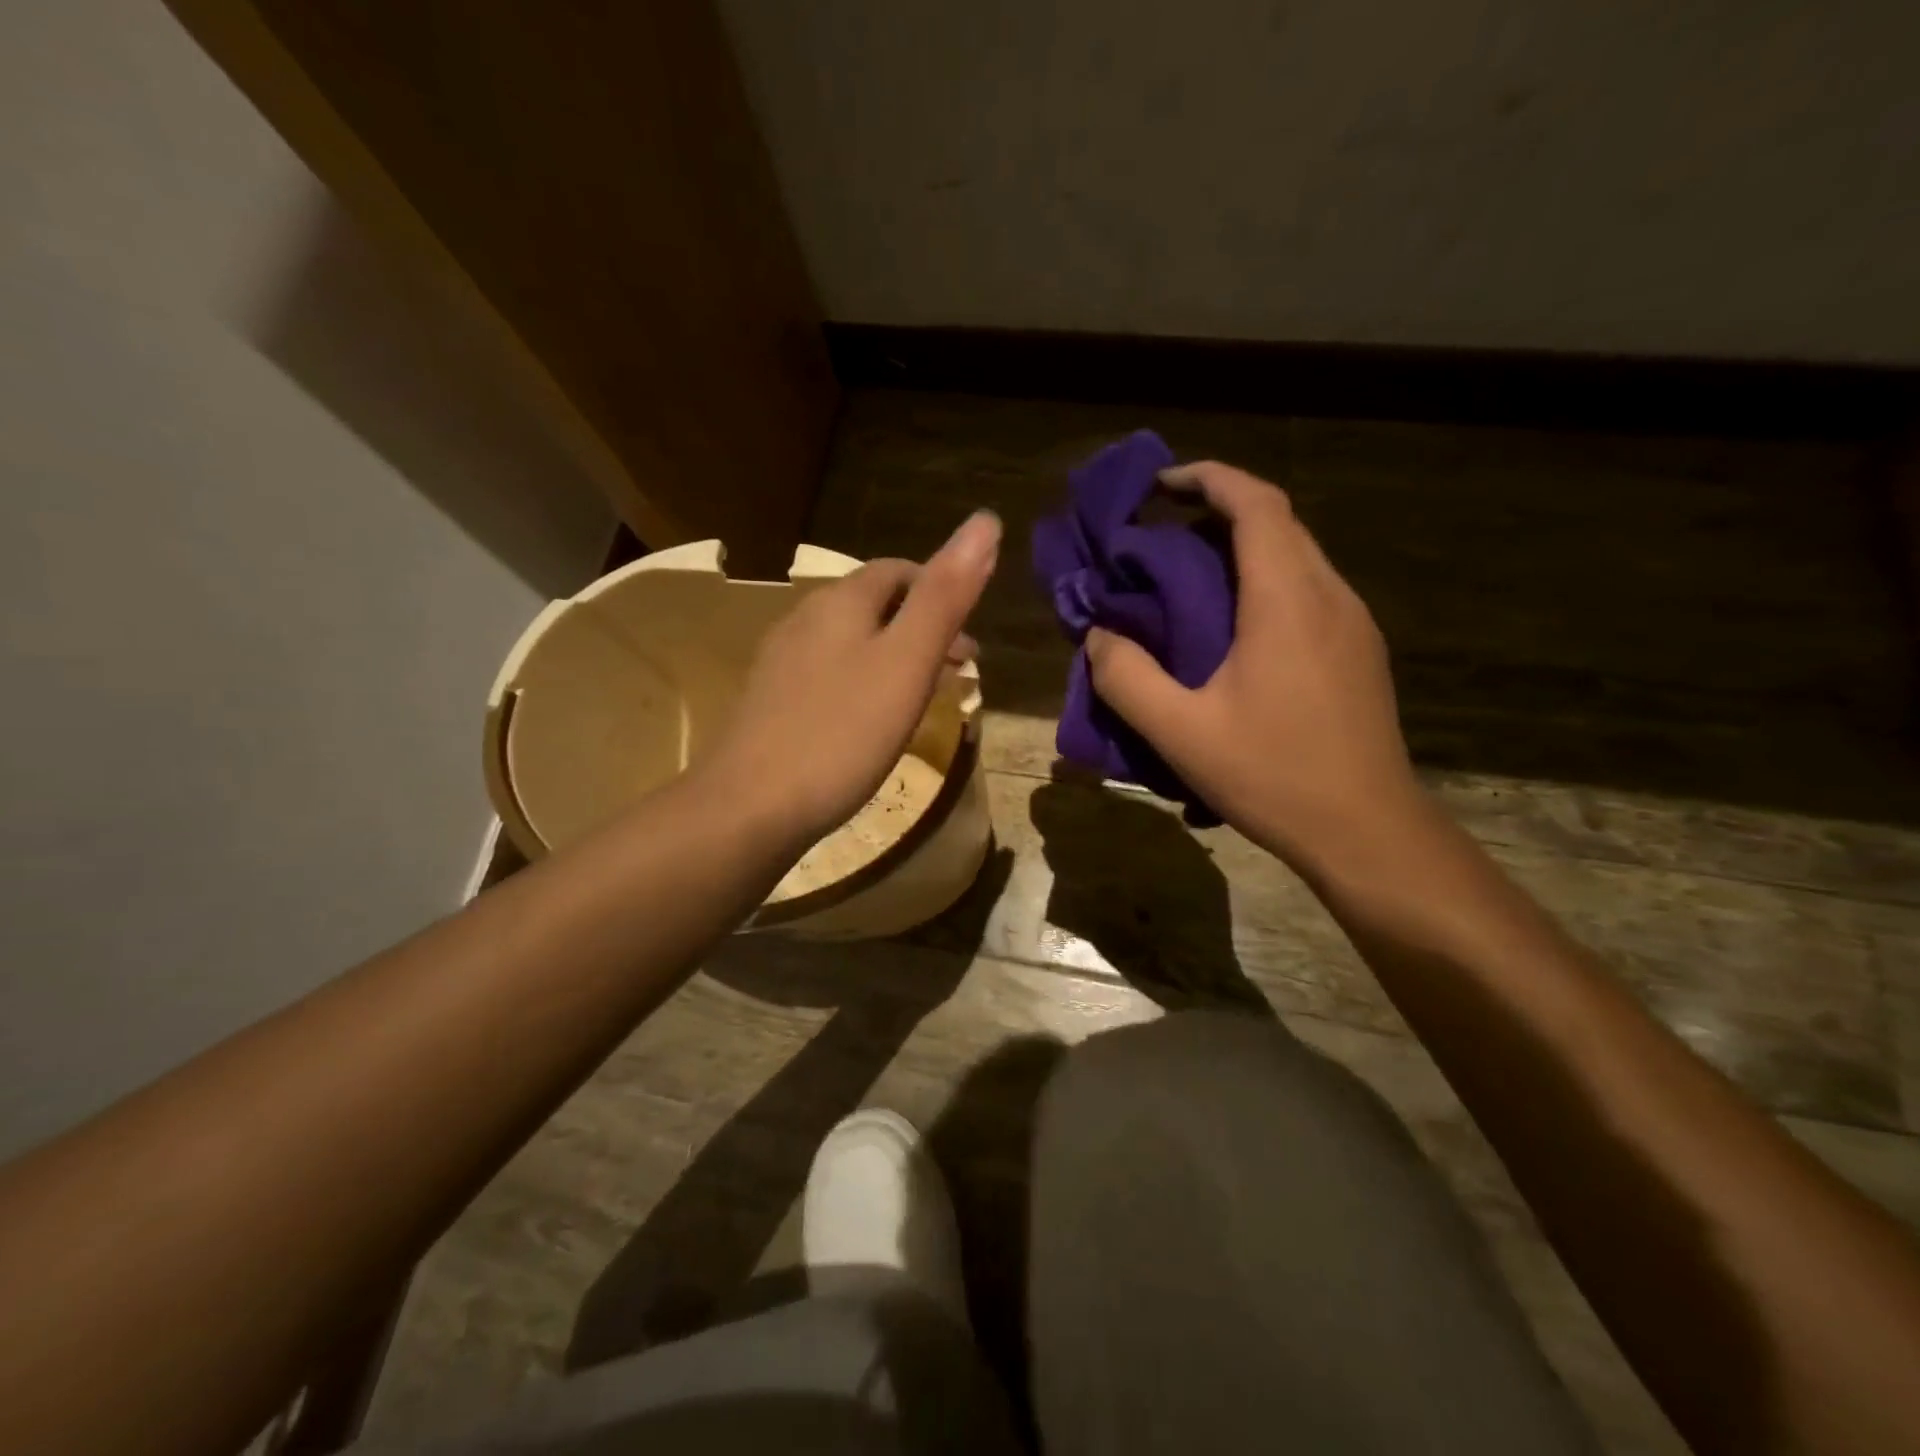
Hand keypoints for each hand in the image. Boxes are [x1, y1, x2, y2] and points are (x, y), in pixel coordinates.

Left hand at [702, 511, 1001, 848]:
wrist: (750, 807)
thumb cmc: (842, 733)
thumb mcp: (907, 662)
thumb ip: (945, 596)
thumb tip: (985, 521)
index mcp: (841, 601)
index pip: (898, 570)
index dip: (941, 591)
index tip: (970, 642)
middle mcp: (805, 619)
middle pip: (874, 605)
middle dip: (921, 627)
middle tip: (958, 673)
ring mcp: (782, 662)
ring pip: (852, 642)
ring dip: (894, 657)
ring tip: (922, 698)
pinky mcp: (771, 702)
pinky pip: (830, 675)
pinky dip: (864, 683)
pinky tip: (870, 723)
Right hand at [1085, 462, 1423, 870]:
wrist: (1367, 831)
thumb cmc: (1273, 775)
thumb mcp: (1180, 732)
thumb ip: (1127, 678)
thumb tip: (1099, 636)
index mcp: (1288, 600)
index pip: (1256, 504)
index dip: (1209, 478)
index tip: (1161, 485)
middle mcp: (1330, 595)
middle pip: (1279, 522)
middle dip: (1218, 511)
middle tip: (1161, 536)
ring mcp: (1353, 623)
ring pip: (1297, 555)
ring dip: (1242, 548)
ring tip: (1187, 578)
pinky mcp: (1359, 650)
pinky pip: (1309, 590)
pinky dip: (1265, 581)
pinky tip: (1233, 627)